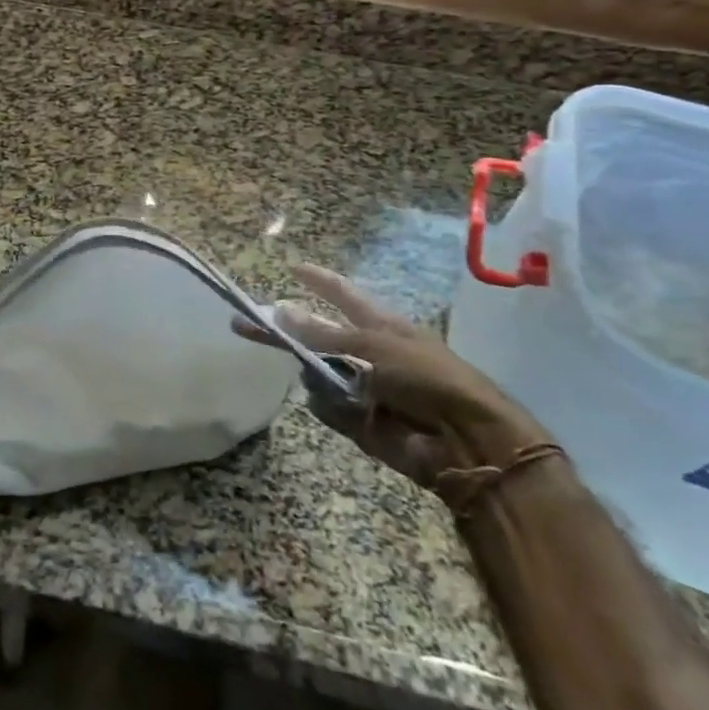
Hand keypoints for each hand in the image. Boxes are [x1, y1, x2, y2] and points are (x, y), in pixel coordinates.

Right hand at [237, 264, 548, 489]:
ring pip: (316, 373)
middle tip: (243, 327)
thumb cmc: (425, 377)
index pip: (341, 295)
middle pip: (315, 336)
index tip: (293, 267)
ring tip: (341, 388)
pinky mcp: (358, 421)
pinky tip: (354, 414)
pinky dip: (334, 409)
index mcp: (378, 325)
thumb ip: (321, 333)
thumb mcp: (370, 345)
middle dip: (285, 334)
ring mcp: (361, 386)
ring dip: (318, 377)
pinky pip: (326, 407)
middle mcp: (367, 351)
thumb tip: (280, 309)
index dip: (318, 281)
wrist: (465, 441)